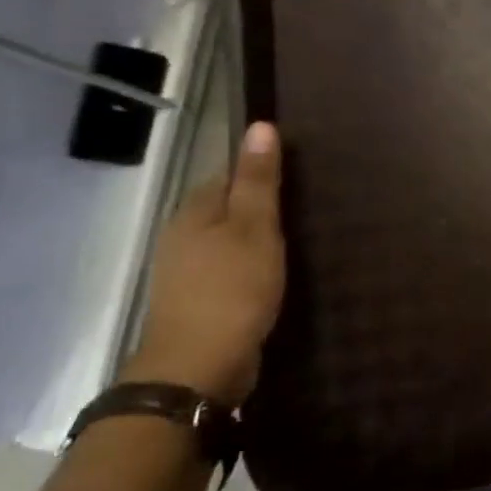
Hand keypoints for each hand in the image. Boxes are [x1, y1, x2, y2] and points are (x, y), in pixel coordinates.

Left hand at [125, 122, 284, 406]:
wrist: (199, 365)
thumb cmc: (233, 288)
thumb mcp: (255, 227)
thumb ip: (259, 180)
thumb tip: (261, 125)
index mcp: (194, 211)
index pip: (228, 174)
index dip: (260, 169)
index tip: (300, 173)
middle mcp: (183, 236)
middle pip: (225, 206)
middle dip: (259, 203)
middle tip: (307, 204)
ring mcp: (187, 271)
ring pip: (227, 238)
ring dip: (256, 235)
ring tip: (297, 235)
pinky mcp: (199, 299)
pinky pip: (229, 265)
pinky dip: (251, 262)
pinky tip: (274, 270)